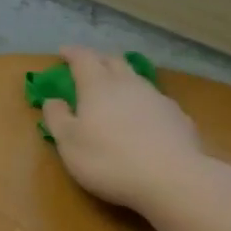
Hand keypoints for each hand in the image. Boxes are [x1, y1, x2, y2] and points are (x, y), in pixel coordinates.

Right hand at [42, 45, 204, 212]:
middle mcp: (129, 84)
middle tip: (88, 66)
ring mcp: (157, 99)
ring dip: (123, 79)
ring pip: (136, 79)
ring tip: (115, 90)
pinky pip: (155, 101)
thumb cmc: (109, 160)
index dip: (72, 53)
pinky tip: (143, 118)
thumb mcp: (69, 143)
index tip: (63, 52)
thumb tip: (52, 100)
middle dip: (99, 60)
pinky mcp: (178, 117)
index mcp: (98, 86)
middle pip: (114, 61)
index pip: (84, 58)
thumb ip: (57, 118)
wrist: (172, 178)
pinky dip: (142, 103)